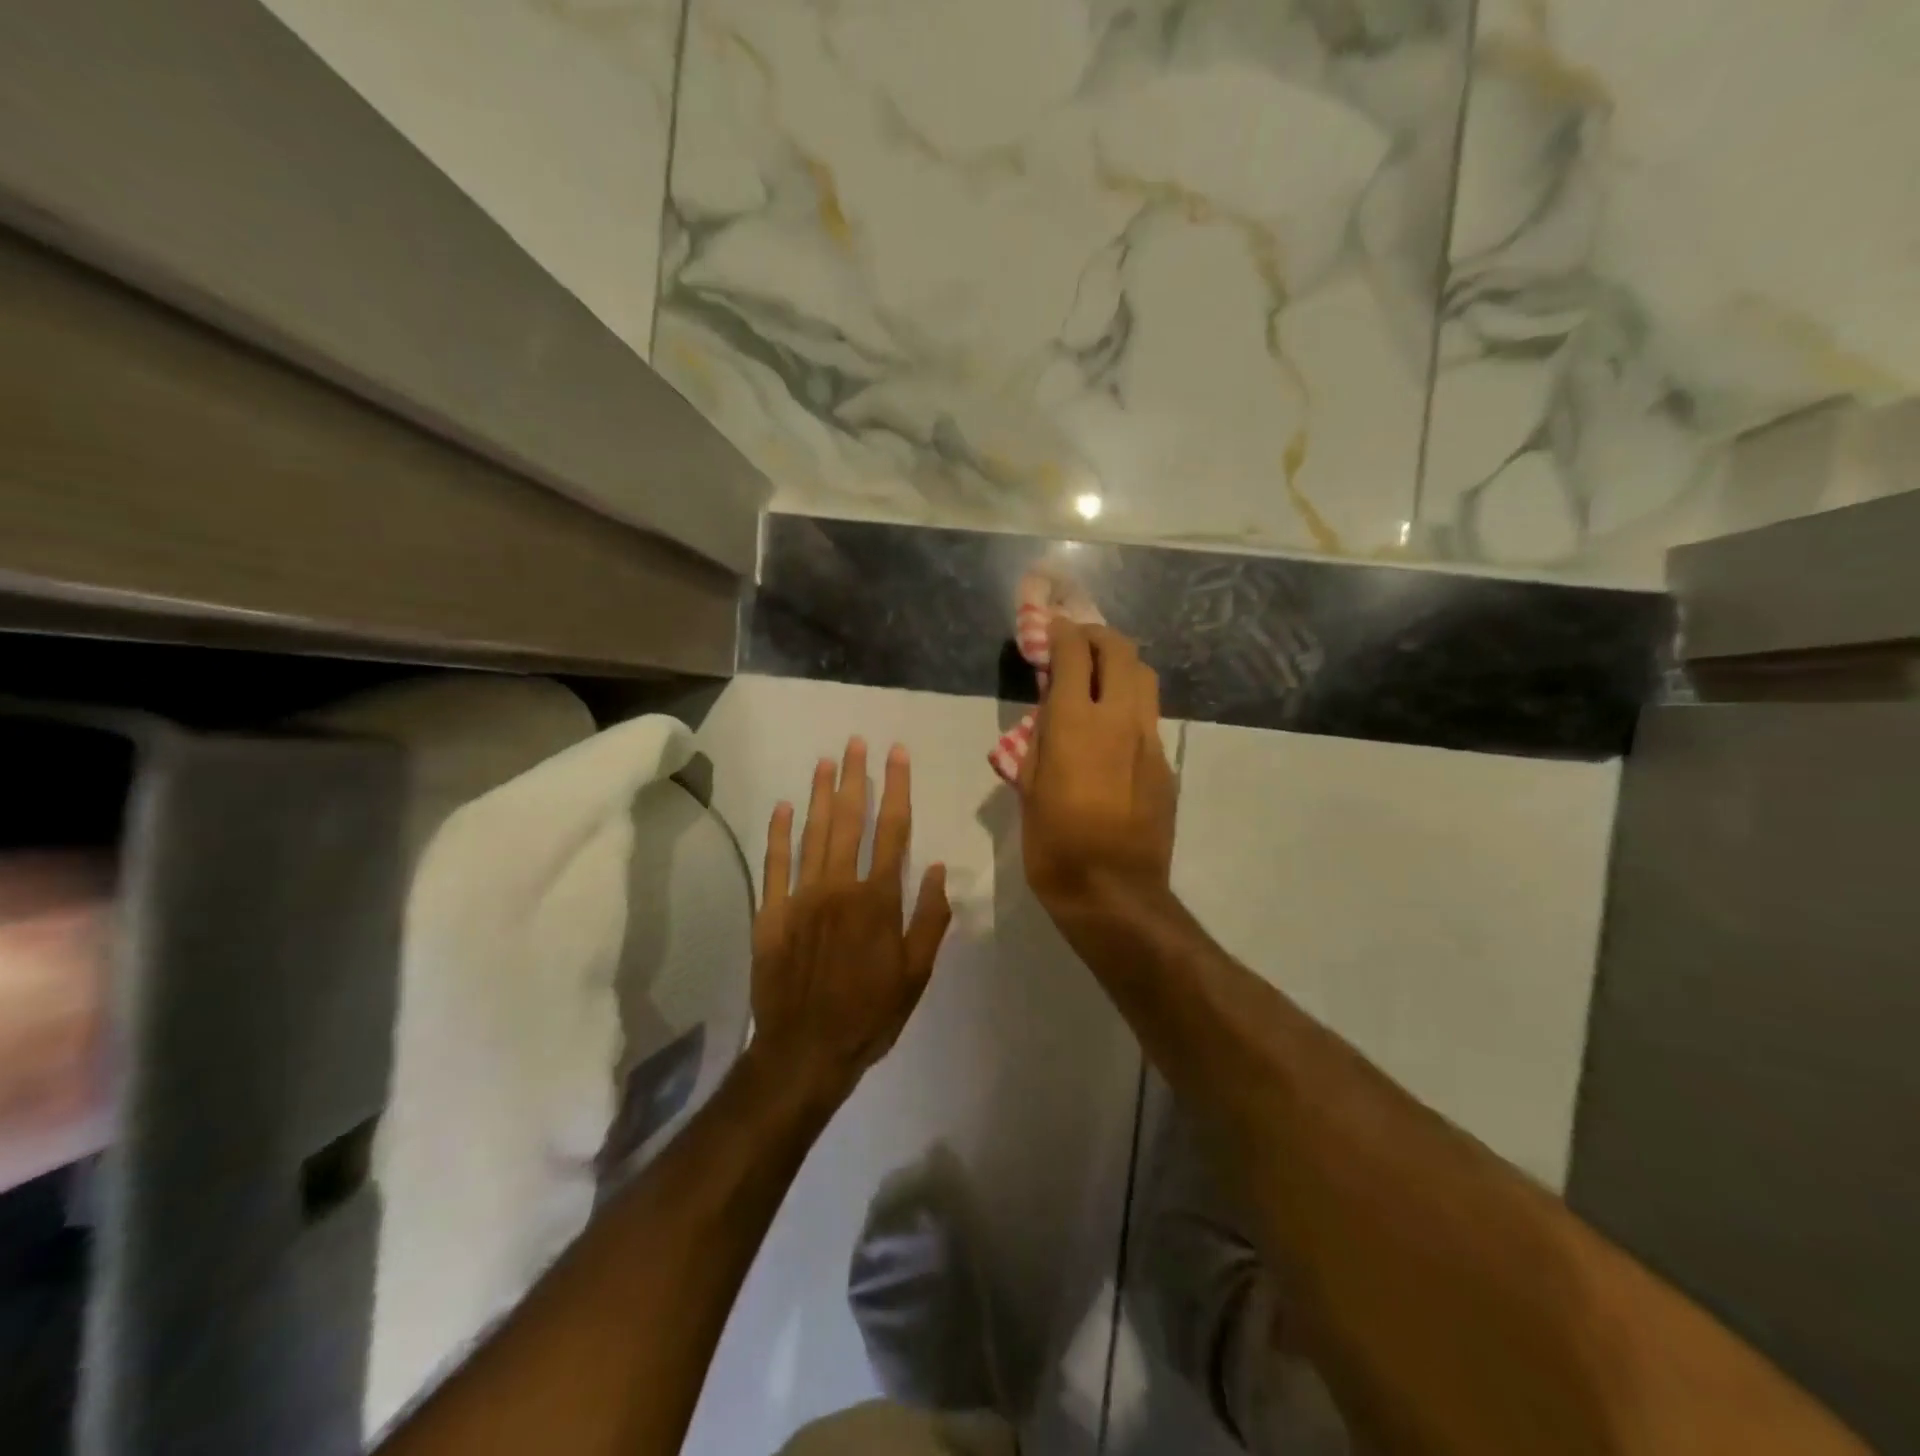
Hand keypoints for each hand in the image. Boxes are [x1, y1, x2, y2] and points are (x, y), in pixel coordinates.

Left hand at [750, 737, 952, 1104]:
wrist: (805, 1051)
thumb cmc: (870, 1014)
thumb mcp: (916, 974)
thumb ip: (928, 919)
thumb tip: (935, 869)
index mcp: (878, 900)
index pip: (892, 830)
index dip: (896, 788)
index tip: (896, 754)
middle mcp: (840, 887)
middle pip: (849, 820)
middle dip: (854, 778)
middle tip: (856, 742)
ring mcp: (801, 897)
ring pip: (812, 833)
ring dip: (819, 795)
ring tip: (825, 761)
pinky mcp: (772, 913)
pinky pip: (775, 864)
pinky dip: (778, 833)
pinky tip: (782, 806)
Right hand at [1020, 623, 1176, 926]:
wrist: (1114, 893)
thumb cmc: (1055, 846)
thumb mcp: (1029, 789)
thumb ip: (1038, 742)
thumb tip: (1048, 714)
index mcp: (1075, 724)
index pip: (1073, 654)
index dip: (1061, 632)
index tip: (1051, 627)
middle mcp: (1118, 720)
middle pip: (1121, 651)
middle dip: (1098, 636)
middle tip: (1078, 643)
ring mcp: (1149, 741)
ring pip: (1145, 678)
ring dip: (1120, 665)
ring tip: (1099, 677)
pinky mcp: (1165, 765)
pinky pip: (1148, 718)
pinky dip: (1129, 706)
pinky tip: (1112, 730)